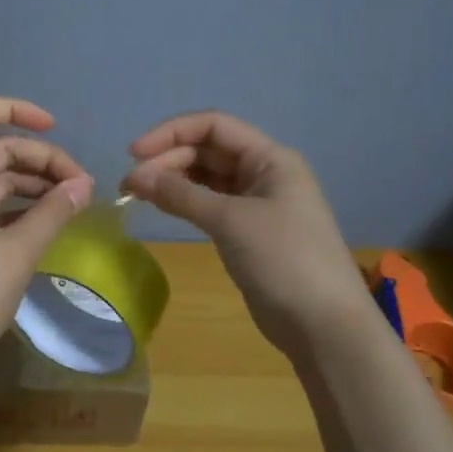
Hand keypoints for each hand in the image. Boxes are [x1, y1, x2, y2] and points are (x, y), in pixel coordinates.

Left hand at [0, 98, 93, 382]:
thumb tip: (83, 185)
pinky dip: (21, 209)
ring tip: (74, 202)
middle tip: (82, 186)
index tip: (53, 127)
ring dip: (34, 184)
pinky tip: (49, 223)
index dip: (14, 110)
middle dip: (40, 159)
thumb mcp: (17, 252)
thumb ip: (53, 212)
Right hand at [123, 112, 372, 361]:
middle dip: (167, 160)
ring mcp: (256, 203)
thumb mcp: (230, 221)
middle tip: (129, 184)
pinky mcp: (247, 231)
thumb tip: (137, 177)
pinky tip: (160, 206)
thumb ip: (182, 194)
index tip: (135, 153)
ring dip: (172, 180)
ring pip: (206, 178)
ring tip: (136, 193)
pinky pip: (209, 204)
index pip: (213, 126)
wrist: (323, 325)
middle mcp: (263, 173)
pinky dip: (183, 202)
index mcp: (270, 158)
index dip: (172, 133)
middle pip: (207, 151)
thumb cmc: (283, 260)